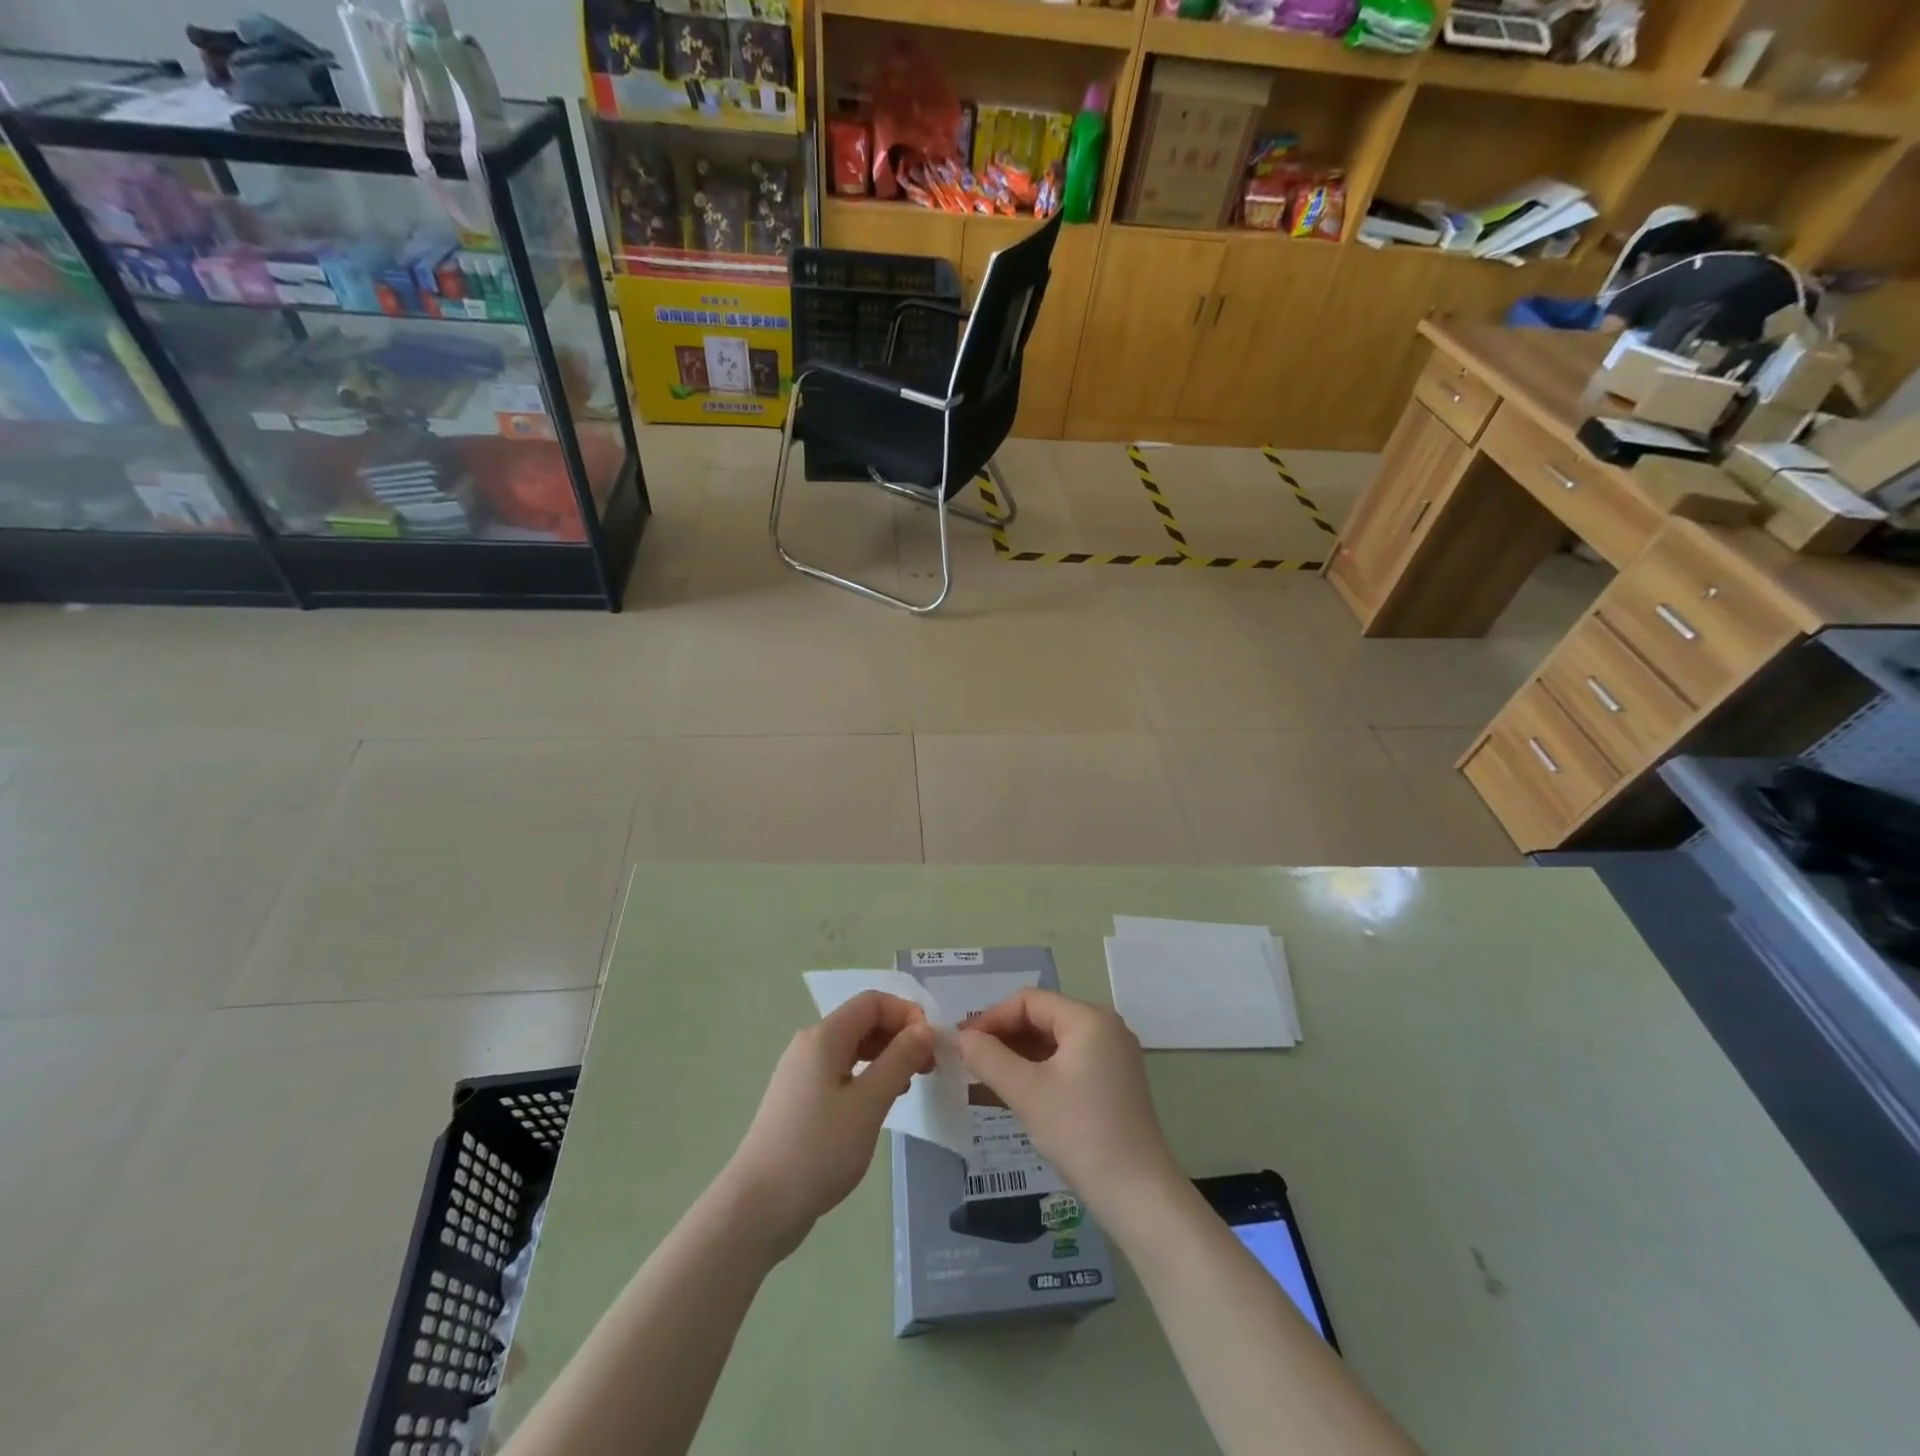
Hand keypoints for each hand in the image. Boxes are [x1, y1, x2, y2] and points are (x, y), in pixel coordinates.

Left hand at [723, 991, 934, 1259]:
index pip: (873, 1002)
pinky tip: (880, 1104)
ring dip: (886, 1058)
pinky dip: (867, 1077)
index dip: (907, 1014)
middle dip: (899, 1036)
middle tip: (928, 1068)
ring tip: (910, 1086)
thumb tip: (925, 1028)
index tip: (931, 1045)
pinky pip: (841, 1072)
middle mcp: (810, 1045)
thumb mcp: (868, 1103)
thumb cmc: (818, 1149)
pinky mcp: (800, 1100)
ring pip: (853, 1049)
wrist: (758, 1207)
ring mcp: (802, 1073)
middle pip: (862, 1022)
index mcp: (824, 1036)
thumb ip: (900, 1060)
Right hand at [956, 989, 1179, 1213]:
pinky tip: (1012, 1091)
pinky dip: (1037, 1072)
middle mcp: (1104, 1027)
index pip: (1029, 1001)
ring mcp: (1111, 1055)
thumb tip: (960, 1037)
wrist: (1138, 1194)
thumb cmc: (1080, 1132)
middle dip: (1003, 1036)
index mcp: (1089, 1018)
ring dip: (1017, 1055)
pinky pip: (1066, 1062)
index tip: (962, 1043)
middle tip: (967, 1060)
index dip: (991, 1018)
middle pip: (1042, 1018)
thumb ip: (989, 1058)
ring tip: (982, 1076)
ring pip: (1053, 1042)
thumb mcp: (1026, 1092)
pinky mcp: (1111, 1082)